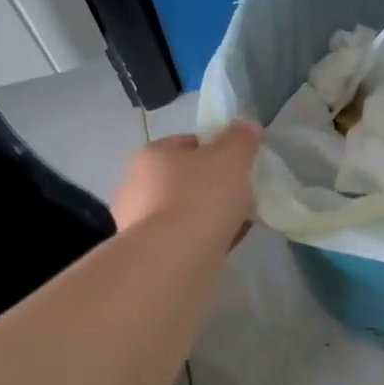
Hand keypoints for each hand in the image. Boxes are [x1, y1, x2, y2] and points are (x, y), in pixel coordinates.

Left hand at [112, 121, 261, 244]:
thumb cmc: (201, 196)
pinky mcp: (145, 252)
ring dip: (204, 215)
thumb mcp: (231, 158)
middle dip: (209, 186)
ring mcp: (135, 221)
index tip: (237, 167)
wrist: (173, 258)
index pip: (187, 143)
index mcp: (152, 154)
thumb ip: (241, 139)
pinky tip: (219, 246)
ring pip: (181, 210)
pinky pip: (179, 238)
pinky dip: (198, 239)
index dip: (215, 151)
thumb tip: (248, 125)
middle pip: (183, 178)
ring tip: (234, 225)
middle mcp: (136, 184)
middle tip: (238, 197)